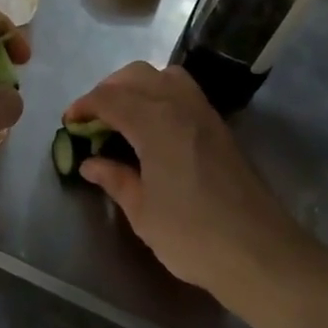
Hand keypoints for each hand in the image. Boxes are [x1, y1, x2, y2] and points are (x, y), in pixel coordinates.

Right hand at [63, 62, 311, 303]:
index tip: (68, 124)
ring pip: (164, 76)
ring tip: (122, 118)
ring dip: (137, 86)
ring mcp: (205, 114)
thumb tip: (90, 162)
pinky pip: (184, 92)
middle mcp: (180, 106)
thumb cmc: (192, 235)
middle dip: (107, 90)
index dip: (84, 106)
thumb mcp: (142, 211)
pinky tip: (152, 127)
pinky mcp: (220, 128)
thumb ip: (115, 178)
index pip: (110, 98)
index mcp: (155, 123)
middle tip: (92, 120)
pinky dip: (160, 95)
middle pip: (136, 76)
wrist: (260, 252)